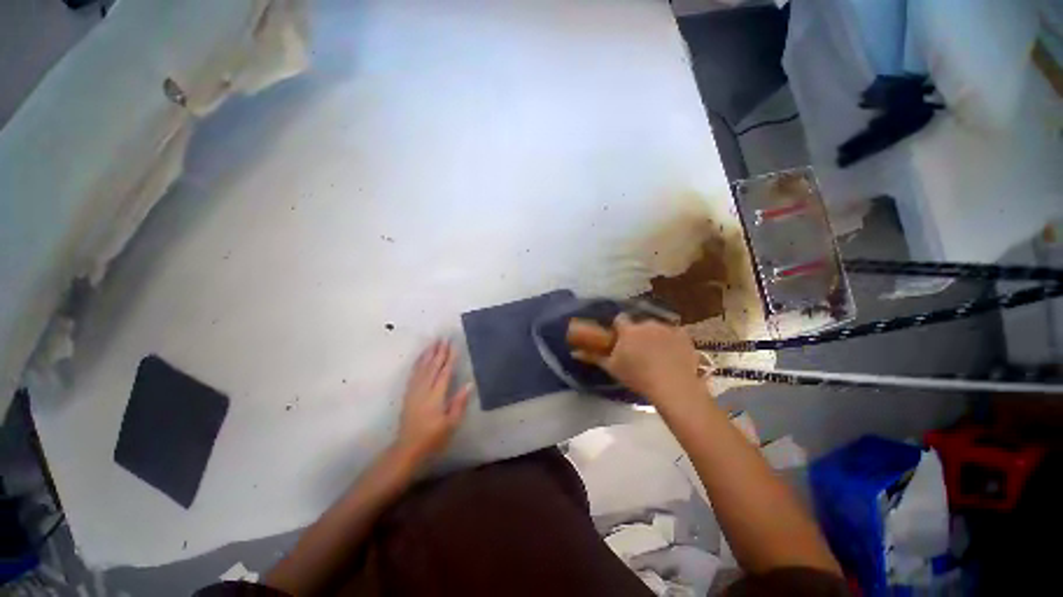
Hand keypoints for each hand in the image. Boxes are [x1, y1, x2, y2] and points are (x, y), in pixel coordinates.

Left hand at [393, 340, 471, 463]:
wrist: (407, 449)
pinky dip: (418, 363)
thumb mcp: (451, 424)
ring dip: (428, 354)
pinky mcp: (408, 394)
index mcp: (436, 397)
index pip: (444, 373)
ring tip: (433, 342)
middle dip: (439, 351)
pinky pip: (413, 374)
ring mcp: (414, 391)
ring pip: (421, 368)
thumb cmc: (433, 438)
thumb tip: (469, 384)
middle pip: (432, 367)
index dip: (450, 358)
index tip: (453, 345)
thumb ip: (459, 403)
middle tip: (444, 338)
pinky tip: (420, 357)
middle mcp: (423, 390)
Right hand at [575, 314, 702, 405]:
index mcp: (628, 330)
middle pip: (639, 323)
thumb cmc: (637, 377)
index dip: (619, 328)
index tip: (620, 338)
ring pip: (657, 327)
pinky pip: (675, 333)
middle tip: (638, 349)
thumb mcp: (612, 368)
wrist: (673, 387)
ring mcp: (667, 328)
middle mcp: (647, 323)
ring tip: (657, 353)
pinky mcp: (684, 335)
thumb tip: (574, 352)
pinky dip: (672, 339)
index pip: (619, 319)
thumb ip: (593, 357)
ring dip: (654, 335)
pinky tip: (672, 353)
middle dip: (637, 332)